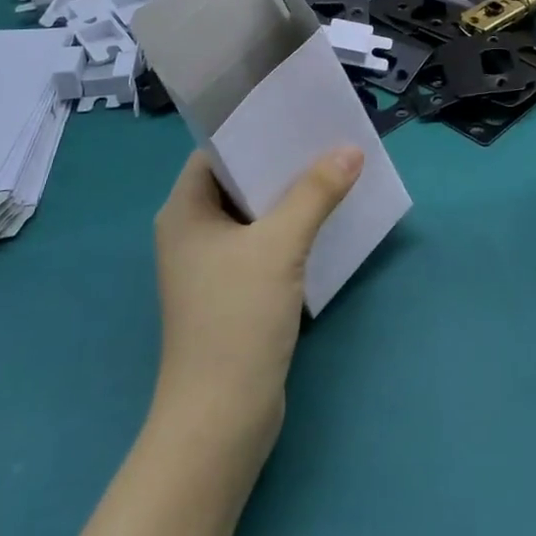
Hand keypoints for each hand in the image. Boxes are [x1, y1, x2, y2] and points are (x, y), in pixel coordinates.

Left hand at [152, 148, 363, 441]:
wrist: (220, 421)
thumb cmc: (236, 319)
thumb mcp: (280, 246)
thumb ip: (315, 193)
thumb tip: (351, 149)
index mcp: (185, 210)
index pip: (217, 151)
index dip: (255, 130)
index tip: (297, 114)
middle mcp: (192, 231)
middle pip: (239, 180)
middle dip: (282, 161)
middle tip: (328, 136)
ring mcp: (211, 265)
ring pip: (255, 213)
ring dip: (292, 195)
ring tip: (337, 168)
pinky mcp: (233, 292)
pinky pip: (264, 243)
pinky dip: (292, 228)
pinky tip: (328, 219)